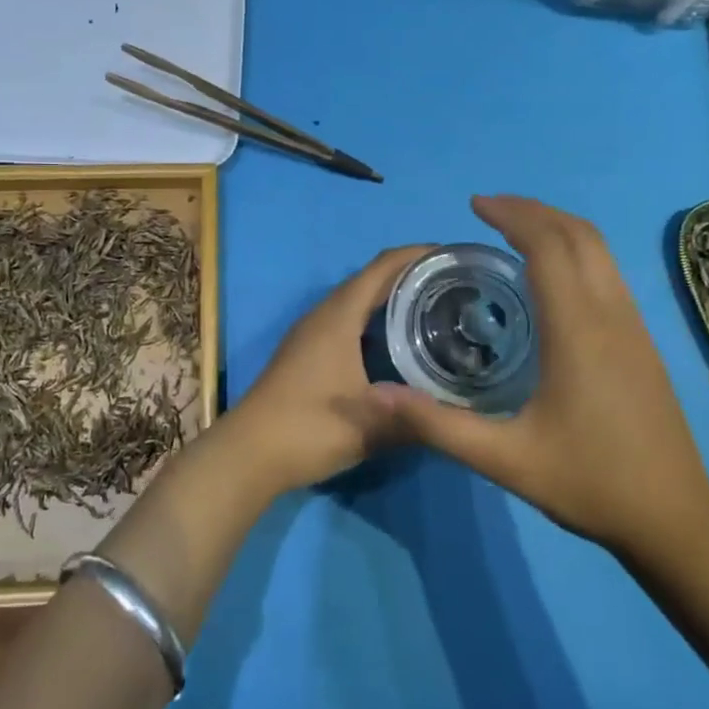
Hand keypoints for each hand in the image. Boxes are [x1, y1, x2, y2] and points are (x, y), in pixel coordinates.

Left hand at [223, 246, 432, 494]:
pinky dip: (376, 322)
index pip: (382, 268)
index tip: (452, 256)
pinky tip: (397, 345)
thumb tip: (459, 415)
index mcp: (338, 317)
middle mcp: (323, 316)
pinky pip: (348, 322)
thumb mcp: (370, 426)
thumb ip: (417, 417)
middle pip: (371, 281)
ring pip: (357, 303)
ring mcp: (312, 335)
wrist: (249, 453)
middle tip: (454, 287)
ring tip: (433, 310)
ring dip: (391, 299)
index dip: (416, 255)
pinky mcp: (307, 354)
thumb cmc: (309, 429)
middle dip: (410, 276)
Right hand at [373, 196, 708, 560]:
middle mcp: (612, 315)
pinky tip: (549, 277)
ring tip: (513, 231)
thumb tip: (375, 394)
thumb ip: (437, 425)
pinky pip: (608, 273)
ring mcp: (634, 326)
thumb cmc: (589, 483)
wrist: (674, 519)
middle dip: (534, 211)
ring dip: (557, 228)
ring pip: (600, 251)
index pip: (549, 248)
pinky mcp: (642, 341)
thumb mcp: (504, 460)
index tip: (475, 206)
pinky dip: (575, 252)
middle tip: (488, 210)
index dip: (513, 216)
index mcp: (579, 332)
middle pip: (579, 236)